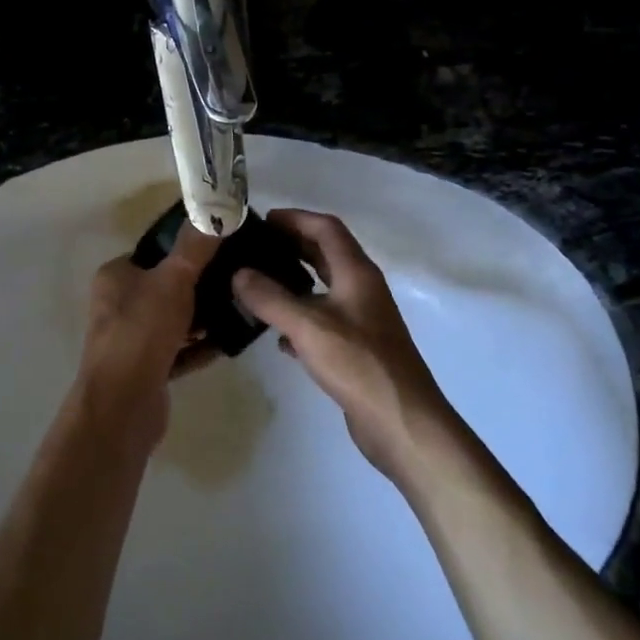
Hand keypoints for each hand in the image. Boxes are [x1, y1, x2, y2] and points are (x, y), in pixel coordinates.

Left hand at [72, 223, 220, 447]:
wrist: (122, 406)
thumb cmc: (141, 332)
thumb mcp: (172, 280)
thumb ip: (195, 247)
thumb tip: (217, 208)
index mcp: (117, 276)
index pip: (155, 252)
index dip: (187, 248)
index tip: (224, 247)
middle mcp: (119, 305)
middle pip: (167, 286)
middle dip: (202, 286)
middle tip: (239, 280)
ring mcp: (132, 339)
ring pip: (175, 320)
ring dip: (204, 318)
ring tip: (241, 309)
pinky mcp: (147, 370)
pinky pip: (179, 351)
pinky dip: (200, 347)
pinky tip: (229, 343)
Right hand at [231, 210, 452, 480]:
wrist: (401, 421)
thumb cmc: (359, 364)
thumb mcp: (308, 327)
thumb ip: (270, 298)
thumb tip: (238, 273)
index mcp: (357, 273)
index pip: (326, 228)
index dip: (295, 218)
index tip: (261, 220)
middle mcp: (361, 289)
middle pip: (325, 254)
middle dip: (291, 247)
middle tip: (253, 249)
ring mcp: (361, 320)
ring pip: (322, 289)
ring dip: (292, 283)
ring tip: (255, 286)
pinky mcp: (356, 349)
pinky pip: (322, 322)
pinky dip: (298, 319)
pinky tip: (276, 336)